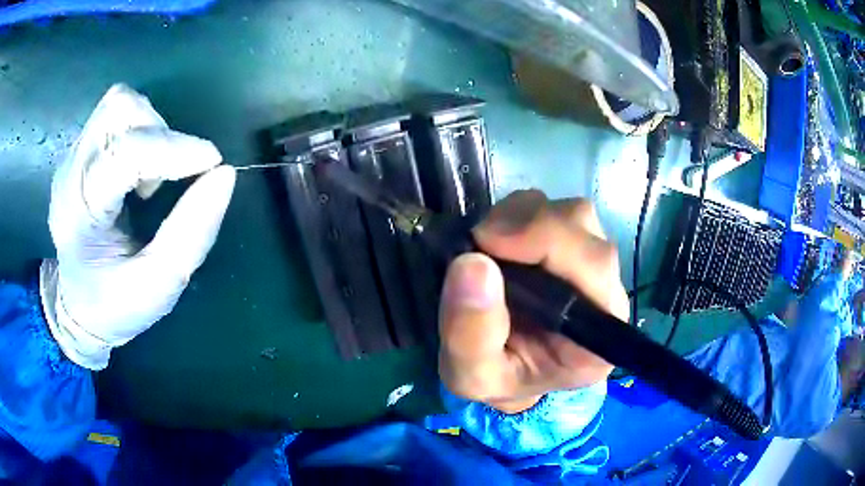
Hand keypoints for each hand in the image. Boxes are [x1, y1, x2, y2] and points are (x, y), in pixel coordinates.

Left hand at [40, 84, 235, 370]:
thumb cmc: (114, 304)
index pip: (123, 155)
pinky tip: (137, 169)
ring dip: (149, 127)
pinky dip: (139, 130)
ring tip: (150, 174)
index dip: (173, 149)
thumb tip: (223, 175)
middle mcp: (70, 174)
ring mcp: (71, 159)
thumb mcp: (159, 286)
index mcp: (79, 215)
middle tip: (169, 175)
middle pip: (117, 110)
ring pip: (116, 104)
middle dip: (158, 133)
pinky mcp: (79, 152)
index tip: (211, 163)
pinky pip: (114, 115)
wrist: (77, 306)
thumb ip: (192, 234)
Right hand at [438, 190, 628, 412]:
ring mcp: (591, 262)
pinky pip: (552, 208)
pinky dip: (517, 214)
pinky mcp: (573, 244)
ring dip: (520, 218)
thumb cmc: (498, 378)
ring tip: (487, 248)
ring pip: (570, 212)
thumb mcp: (471, 376)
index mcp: (597, 334)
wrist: (504, 370)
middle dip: (527, 226)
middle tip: (478, 245)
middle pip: (584, 228)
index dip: (547, 242)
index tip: (487, 246)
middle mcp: (606, 291)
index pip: (594, 266)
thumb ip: (470, 333)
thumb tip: (472, 263)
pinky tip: (498, 243)